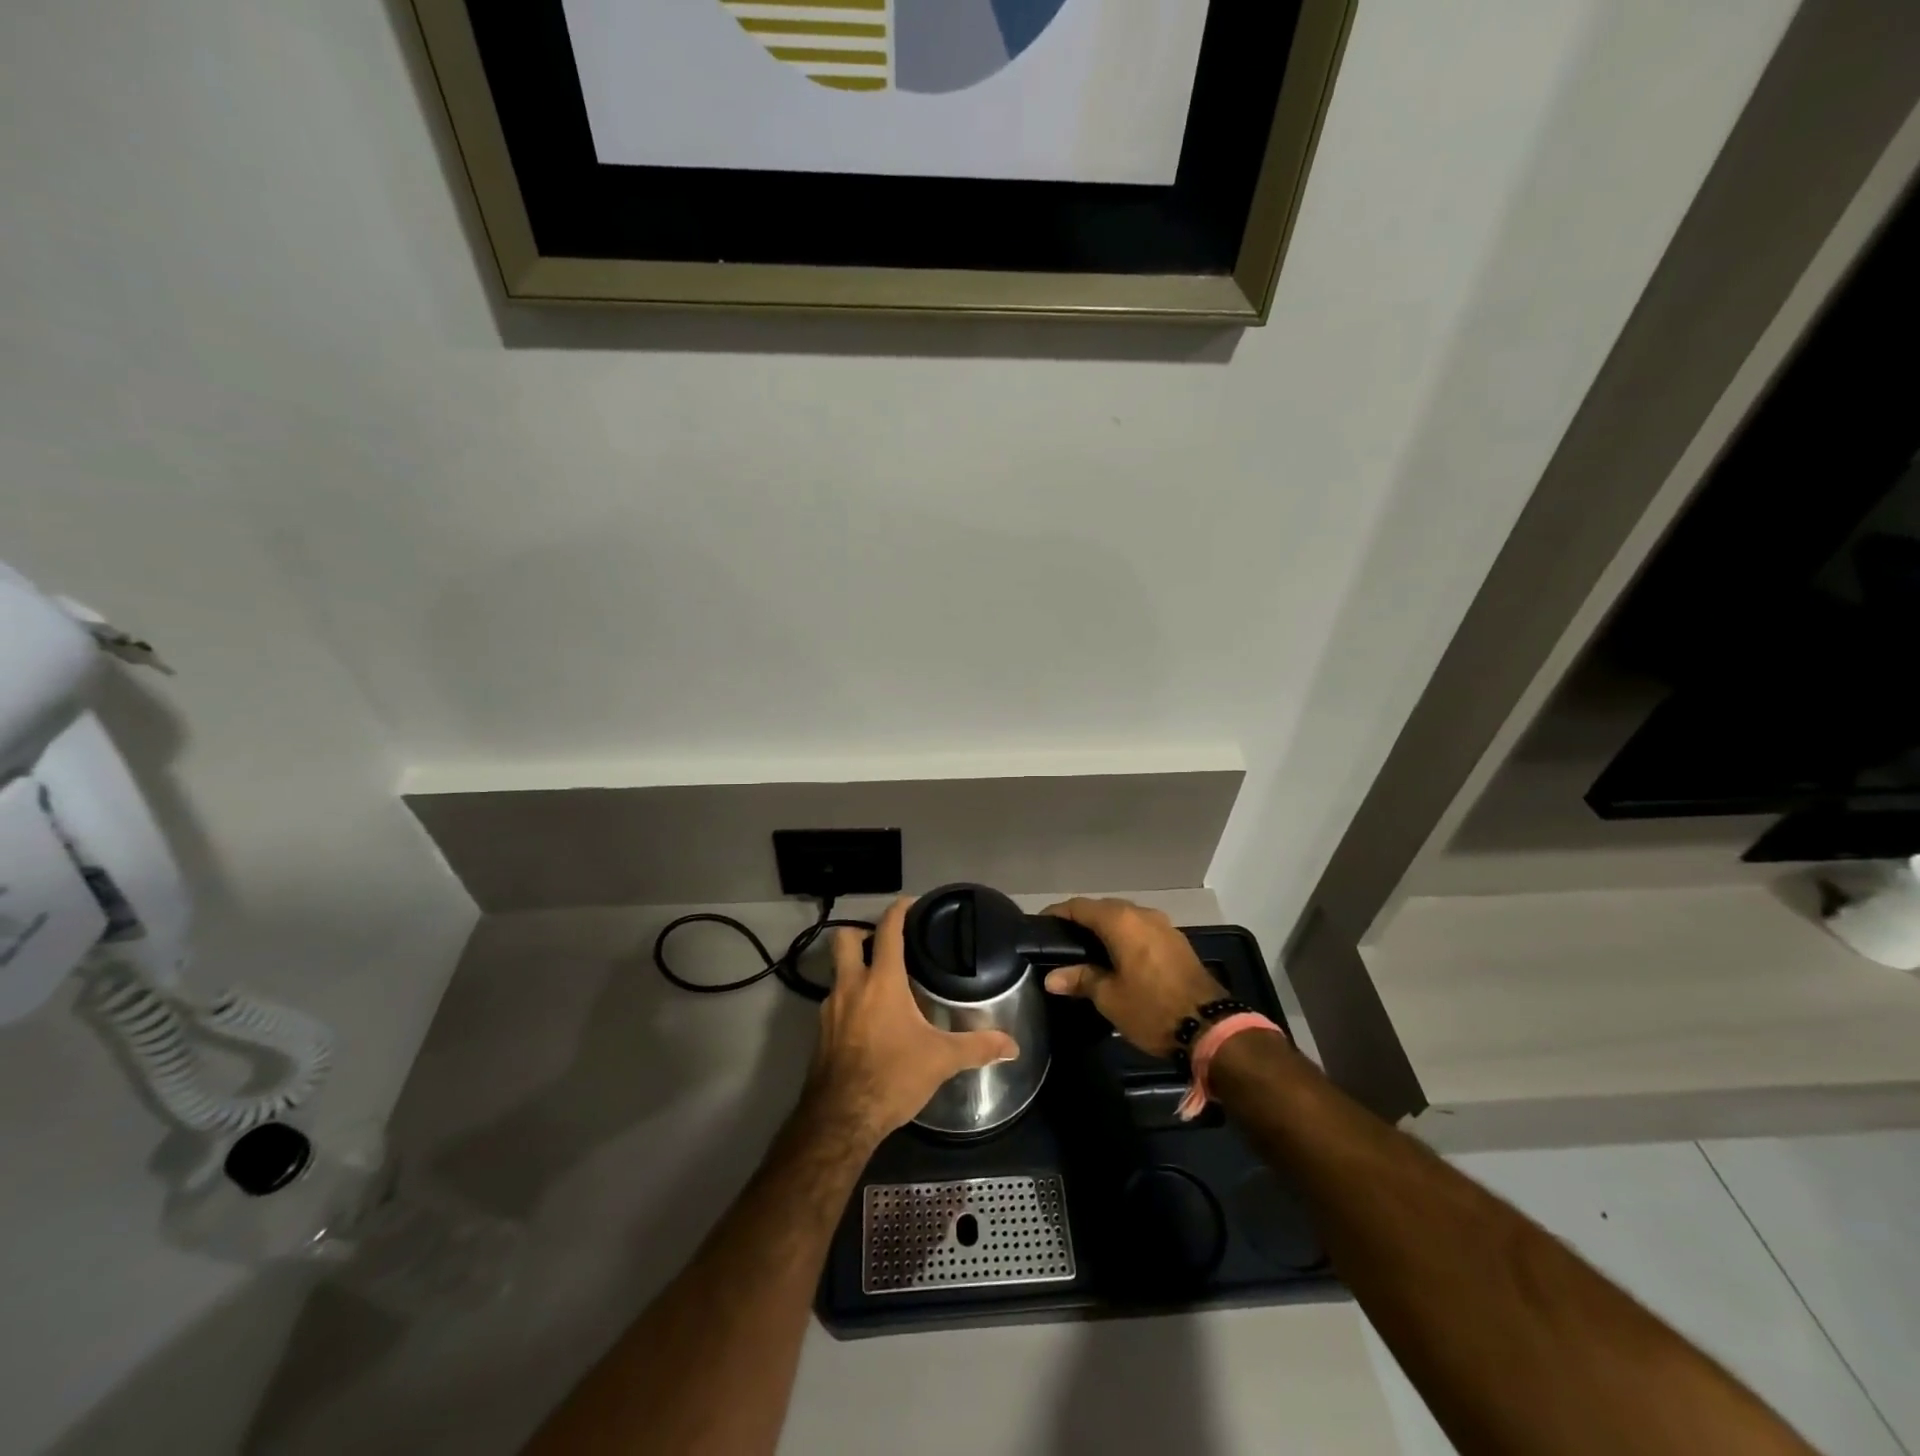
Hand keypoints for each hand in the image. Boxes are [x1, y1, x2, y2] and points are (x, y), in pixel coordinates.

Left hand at [810, 897, 1018, 1144]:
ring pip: (837, 972)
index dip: (899, 910)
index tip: (911, 903)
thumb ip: (977, 1047)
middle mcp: (850, 986)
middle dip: (861, 932)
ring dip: (855, 969)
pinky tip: (869, 1021)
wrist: (841, 1120)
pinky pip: (835, 1002)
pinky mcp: (820, 1033)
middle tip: (886, 943)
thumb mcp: (941, 1060)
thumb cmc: (892, 1077)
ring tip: (882, 983)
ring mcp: (829, 1009)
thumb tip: (1013, 1046)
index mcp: (881, 981)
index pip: (887, 930)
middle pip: (845, 938)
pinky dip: (850, 1000)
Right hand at [1041, 898, 1225, 1056]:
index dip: (1057, 913)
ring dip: (1104, 929)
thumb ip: (1080, 979)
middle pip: (1103, 908)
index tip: (1040, 926)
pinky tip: (1115, 958)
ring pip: (1124, 918)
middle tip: (1060, 941)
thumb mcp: (1109, 998)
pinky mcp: (1176, 941)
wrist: (1211, 1027)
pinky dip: (1124, 937)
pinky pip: (1141, 930)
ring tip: (1084, 951)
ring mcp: (1163, 926)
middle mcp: (1142, 914)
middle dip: (1080, 920)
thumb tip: (1052, 978)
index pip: (1079, 906)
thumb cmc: (1152, 1009)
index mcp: (1121, 921)